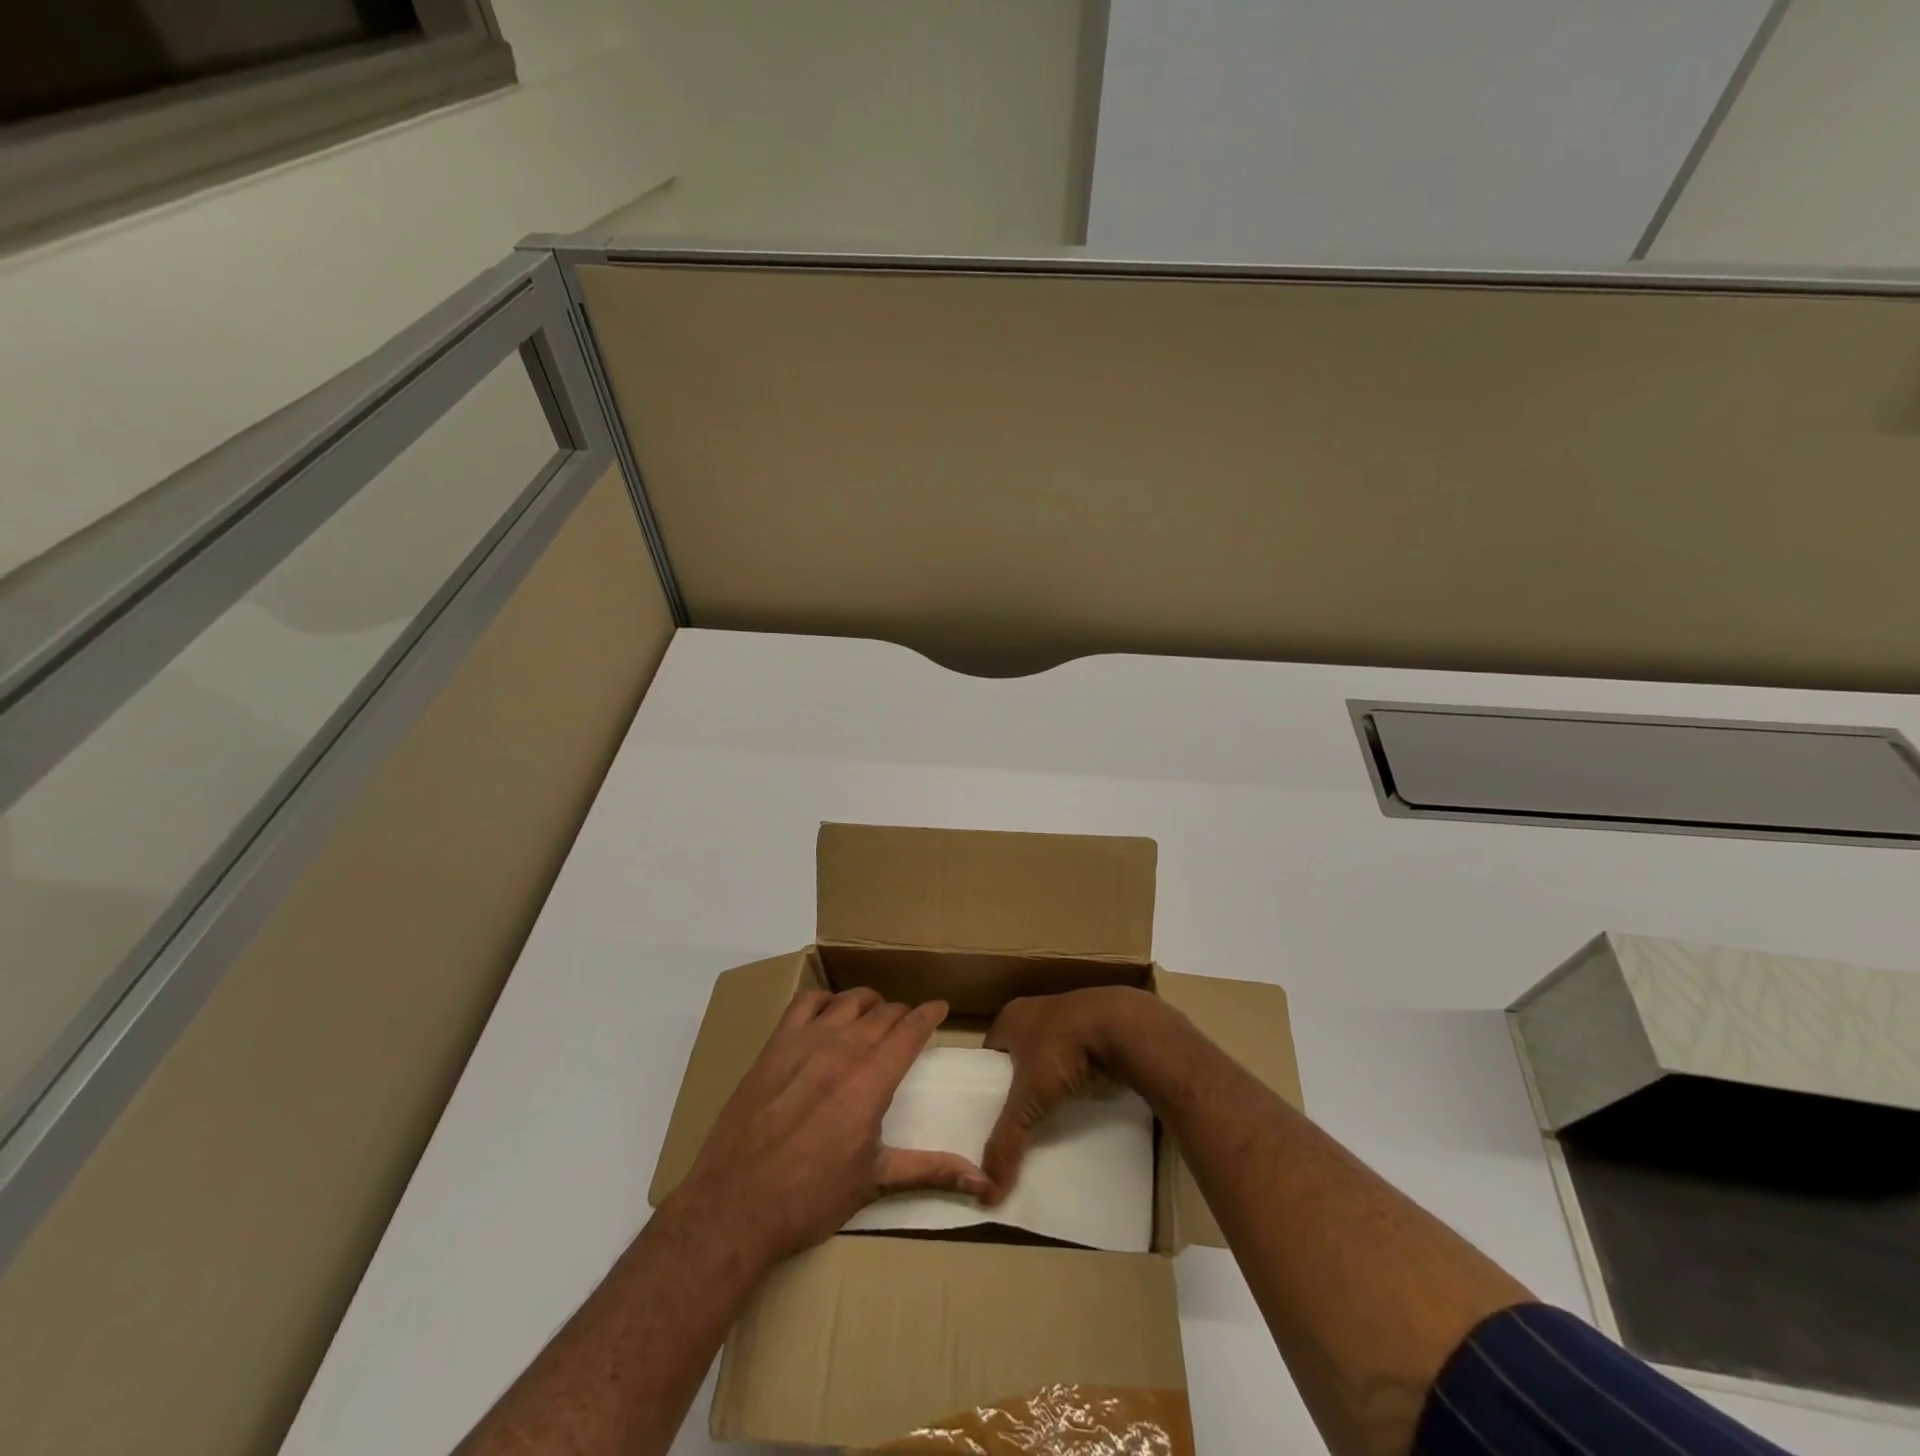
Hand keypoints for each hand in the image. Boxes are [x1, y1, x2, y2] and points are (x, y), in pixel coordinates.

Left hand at [679, 987, 991, 1261]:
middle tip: (906, 1026)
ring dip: (868, 1003)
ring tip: (873, 1015)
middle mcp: (844, 1049)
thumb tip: (982, 1181)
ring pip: (849, 1000)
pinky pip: (806, 1002)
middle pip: (883, 1013)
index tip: (940, 1007)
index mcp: (873, 1080)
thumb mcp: (875, 1182)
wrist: (736, 1204)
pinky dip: (825, 1000)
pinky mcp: (775, 1045)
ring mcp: (806, 1042)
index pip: (911, 1030)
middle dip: (902, 1014)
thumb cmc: (811, 1198)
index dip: (929, 1014)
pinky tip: (828, 1013)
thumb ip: (929, 1170)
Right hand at [981, 985, 1171, 1201]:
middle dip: (1020, 1086)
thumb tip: (987, 1192)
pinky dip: (1077, 1078)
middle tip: (1018, 1123)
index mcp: (1011, 1017)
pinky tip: (1080, 1103)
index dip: (986, 1083)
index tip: (988, 1115)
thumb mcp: (1029, 1099)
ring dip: (1051, 1081)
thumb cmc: (1062, 1051)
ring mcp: (1069, 1017)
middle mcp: (1036, 1011)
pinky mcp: (1097, 1028)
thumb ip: (1007, 1140)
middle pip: (1019, 1056)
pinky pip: (1078, 1059)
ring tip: (1048, 1119)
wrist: (1123, 1027)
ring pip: (1050, 1057)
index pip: (988, 1054)